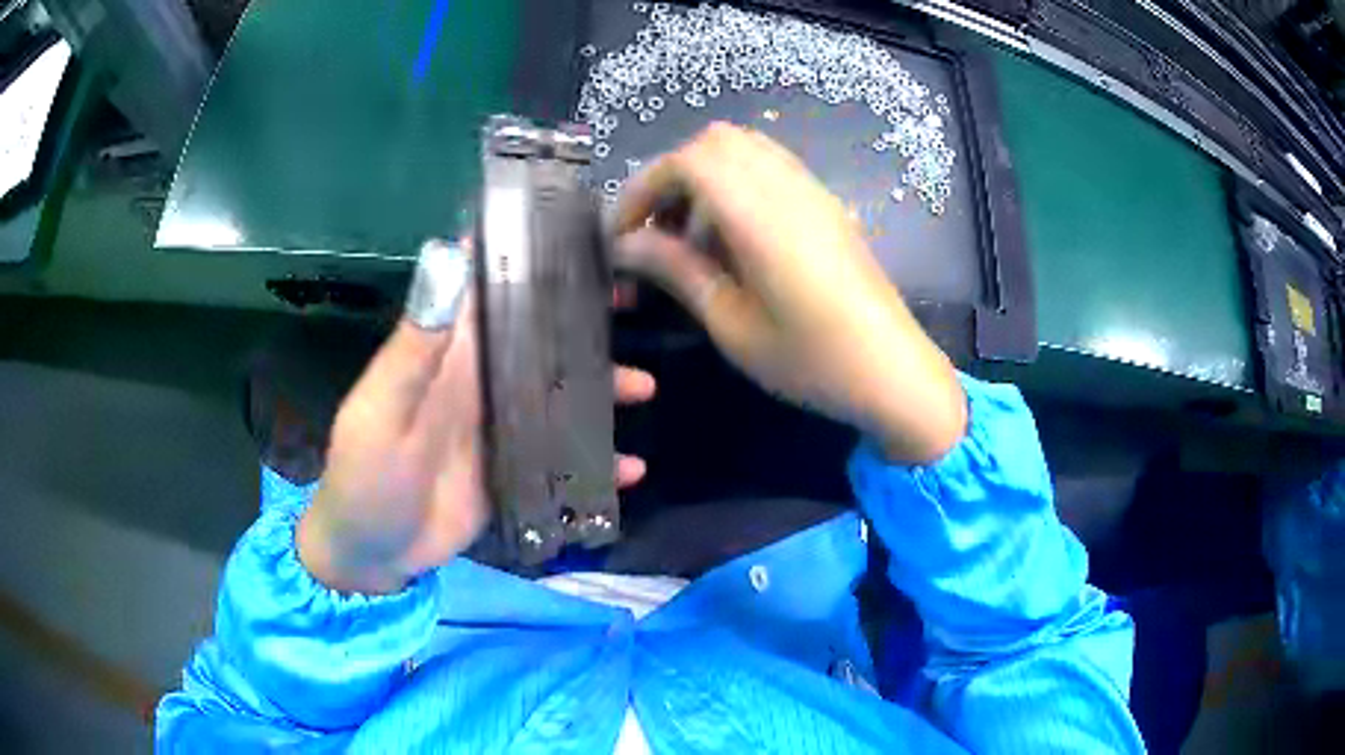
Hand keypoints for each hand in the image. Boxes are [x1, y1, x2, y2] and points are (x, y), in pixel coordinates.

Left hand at [298, 240, 654, 594]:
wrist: (372, 551)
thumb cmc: (365, 476)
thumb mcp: (382, 411)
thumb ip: (416, 347)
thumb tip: (448, 258)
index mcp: (448, 355)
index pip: (490, 290)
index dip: (526, 259)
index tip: (578, 233)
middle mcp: (480, 381)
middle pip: (538, 338)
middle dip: (582, 318)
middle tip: (635, 300)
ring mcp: (501, 427)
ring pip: (559, 393)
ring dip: (600, 387)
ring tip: (646, 387)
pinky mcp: (514, 469)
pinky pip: (563, 456)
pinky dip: (596, 462)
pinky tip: (632, 469)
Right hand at [614, 123, 964, 462]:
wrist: (894, 371)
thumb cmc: (812, 360)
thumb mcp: (733, 324)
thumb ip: (678, 271)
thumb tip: (627, 244)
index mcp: (761, 216)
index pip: (688, 161)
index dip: (645, 186)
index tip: (625, 232)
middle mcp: (788, 188)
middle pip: (715, 142)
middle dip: (673, 176)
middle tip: (658, 230)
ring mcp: (813, 191)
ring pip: (745, 149)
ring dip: (706, 178)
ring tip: (694, 237)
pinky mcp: (827, 204)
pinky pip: (772, 167)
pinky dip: (738, 184)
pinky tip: (735, 238)